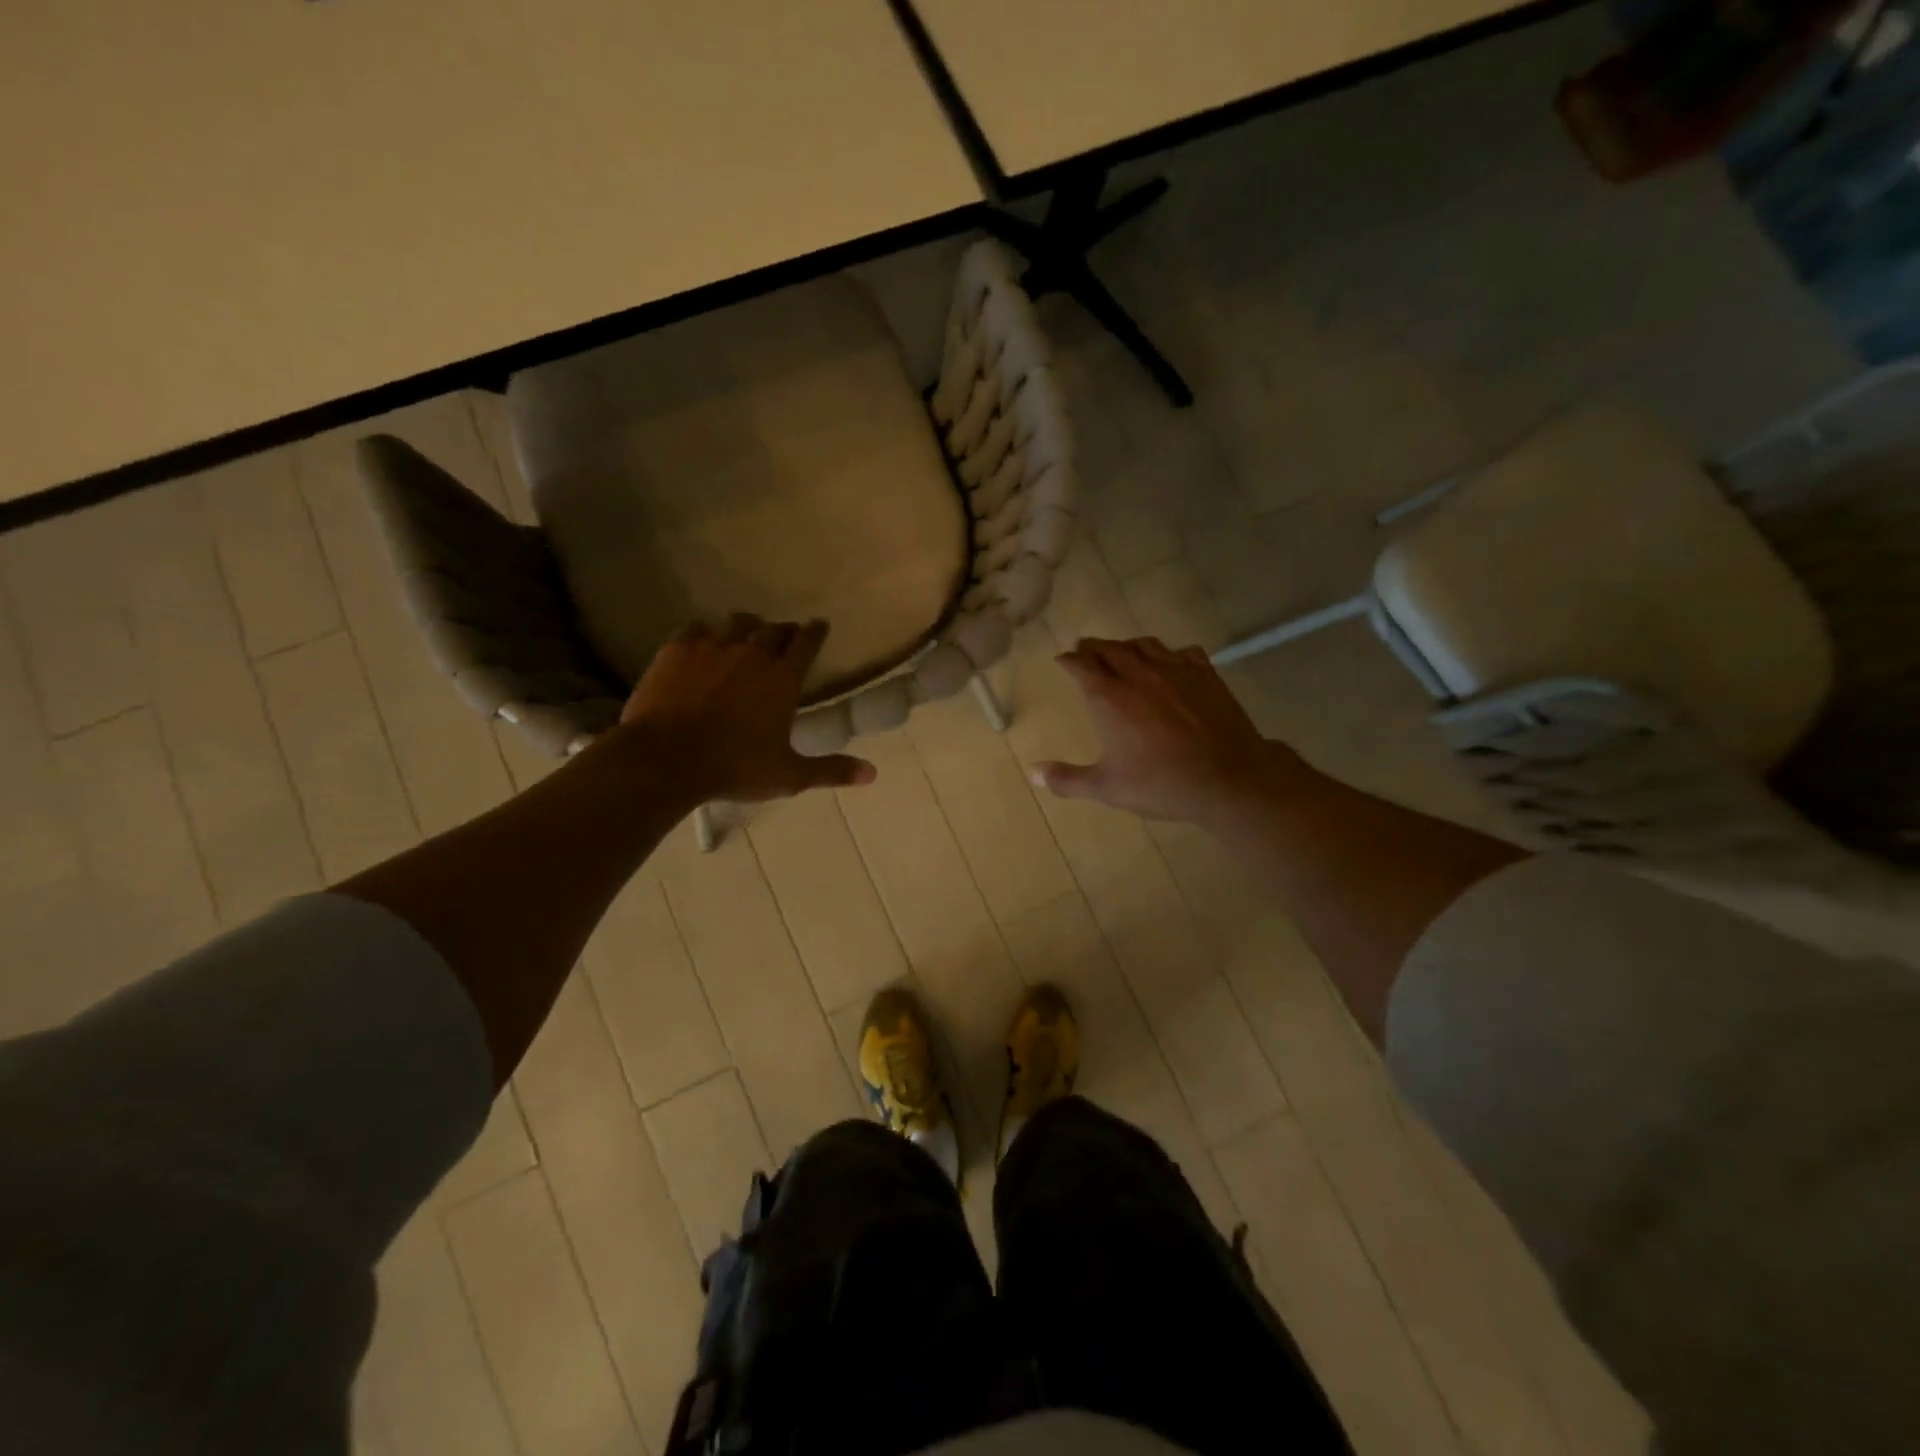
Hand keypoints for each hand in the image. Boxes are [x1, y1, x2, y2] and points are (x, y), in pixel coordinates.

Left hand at [621, 615, 874, 803]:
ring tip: (747, 632)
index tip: (820, 624)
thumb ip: (831, 770)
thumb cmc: (734, 767)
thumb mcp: (788, 775)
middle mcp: (752, 654)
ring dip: (747, 626)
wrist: (666, 758)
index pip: (806, 644)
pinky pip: (697, 629)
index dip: (815, 632)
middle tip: (786, 634)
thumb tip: (873, 774)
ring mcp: (713, 648)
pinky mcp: (678, 650)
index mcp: (782, 680)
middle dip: (783, 630)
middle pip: (773, 630)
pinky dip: (706, 632)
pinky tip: (703, 640)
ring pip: (736, 624)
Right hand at [1035, 637, 1316, 825]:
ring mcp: (1175, 670)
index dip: (1069, 660)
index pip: (1082, 666)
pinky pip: (1183, 652)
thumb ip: (1068, 779)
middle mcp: (1138, 674)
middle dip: (1093, 647)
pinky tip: (1171, 660)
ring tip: (1122, 650)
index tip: (1062, 660)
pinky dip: (1170, 653)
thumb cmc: (1160, 783)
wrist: (1226, 778)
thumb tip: (1034, 773)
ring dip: (1127, 645)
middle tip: (1085, 649)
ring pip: (1145, 644)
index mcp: (1109, 697)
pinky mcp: (1205, 675)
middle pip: (1110, 649)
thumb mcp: (1108, 787)